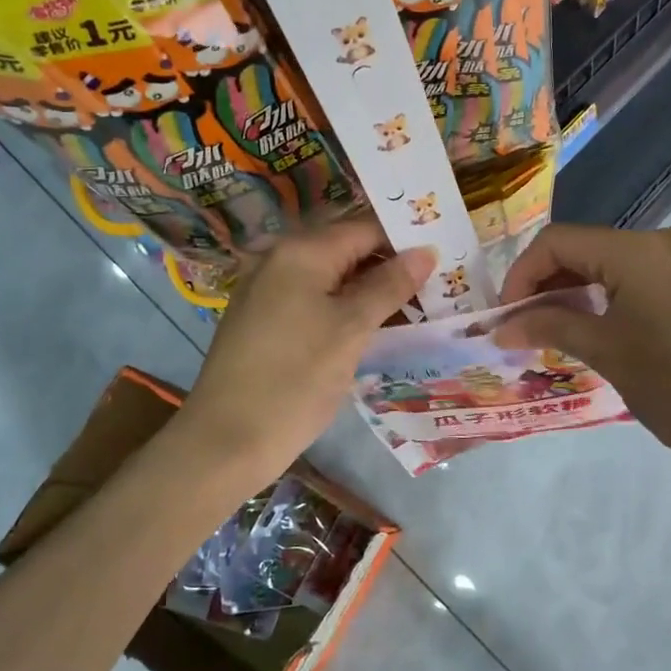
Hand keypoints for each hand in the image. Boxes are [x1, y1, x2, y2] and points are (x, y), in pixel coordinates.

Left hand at [171, 219, 432, 493]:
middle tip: (436, 286)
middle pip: (346, 249)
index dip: (405, 241)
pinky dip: (343, 307)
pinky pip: (312, 298)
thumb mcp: (351, 330)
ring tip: (414, 307)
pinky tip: (372, 326)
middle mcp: (278, 259)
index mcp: (300, 251)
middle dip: (389, 266)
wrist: (226, 441)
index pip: (364, 228)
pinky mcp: (262, 319)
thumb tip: (426, 251)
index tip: (444, 260)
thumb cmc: (295, 380)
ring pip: (330, 277)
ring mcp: (266, 289)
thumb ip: (390, 285)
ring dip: (369, 289)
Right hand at [492, 224, 670, 494]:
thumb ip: (549, 326)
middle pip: (585, 248)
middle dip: (547, 283)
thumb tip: (500, 327)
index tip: (505, 315)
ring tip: (549, 329)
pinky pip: (639, 276)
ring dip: (575, 290)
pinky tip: (589, 325)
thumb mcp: (606, 352)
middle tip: (522, 325)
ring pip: (611, 263)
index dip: (522, 275)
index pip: (559, 242)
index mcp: (641, 250)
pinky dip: (607, 295)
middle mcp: (666, 241)